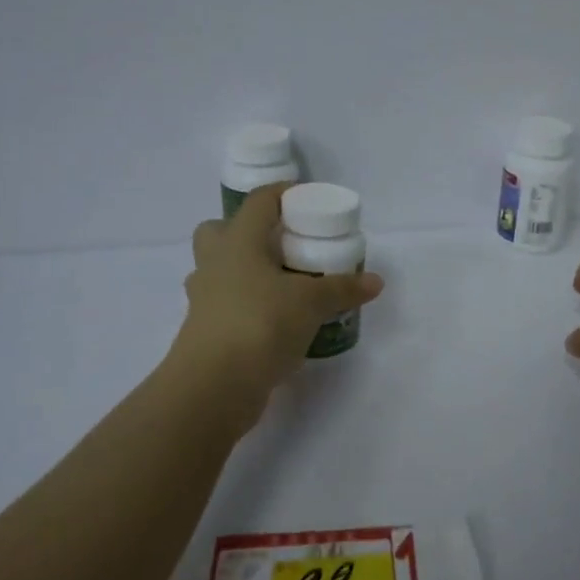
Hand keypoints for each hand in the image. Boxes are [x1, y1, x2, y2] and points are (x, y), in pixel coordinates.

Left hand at [173, 183, 384, 397]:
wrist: (214, 386)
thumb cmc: (261, 323)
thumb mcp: (312, 303)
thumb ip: (343, 288)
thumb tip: (375, 281)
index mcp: (237, 241)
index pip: (258, 202)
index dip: (282, 194)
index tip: (307, 200)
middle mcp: (214, 263)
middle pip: (220, 231)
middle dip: (249, 233)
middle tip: (284, 244)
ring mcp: (204, 298)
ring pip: (220, 270)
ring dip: (245, 271)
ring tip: (282, 284)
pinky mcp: (205, 331)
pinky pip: (226, 304)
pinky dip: (248, 305)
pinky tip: (275, 320)